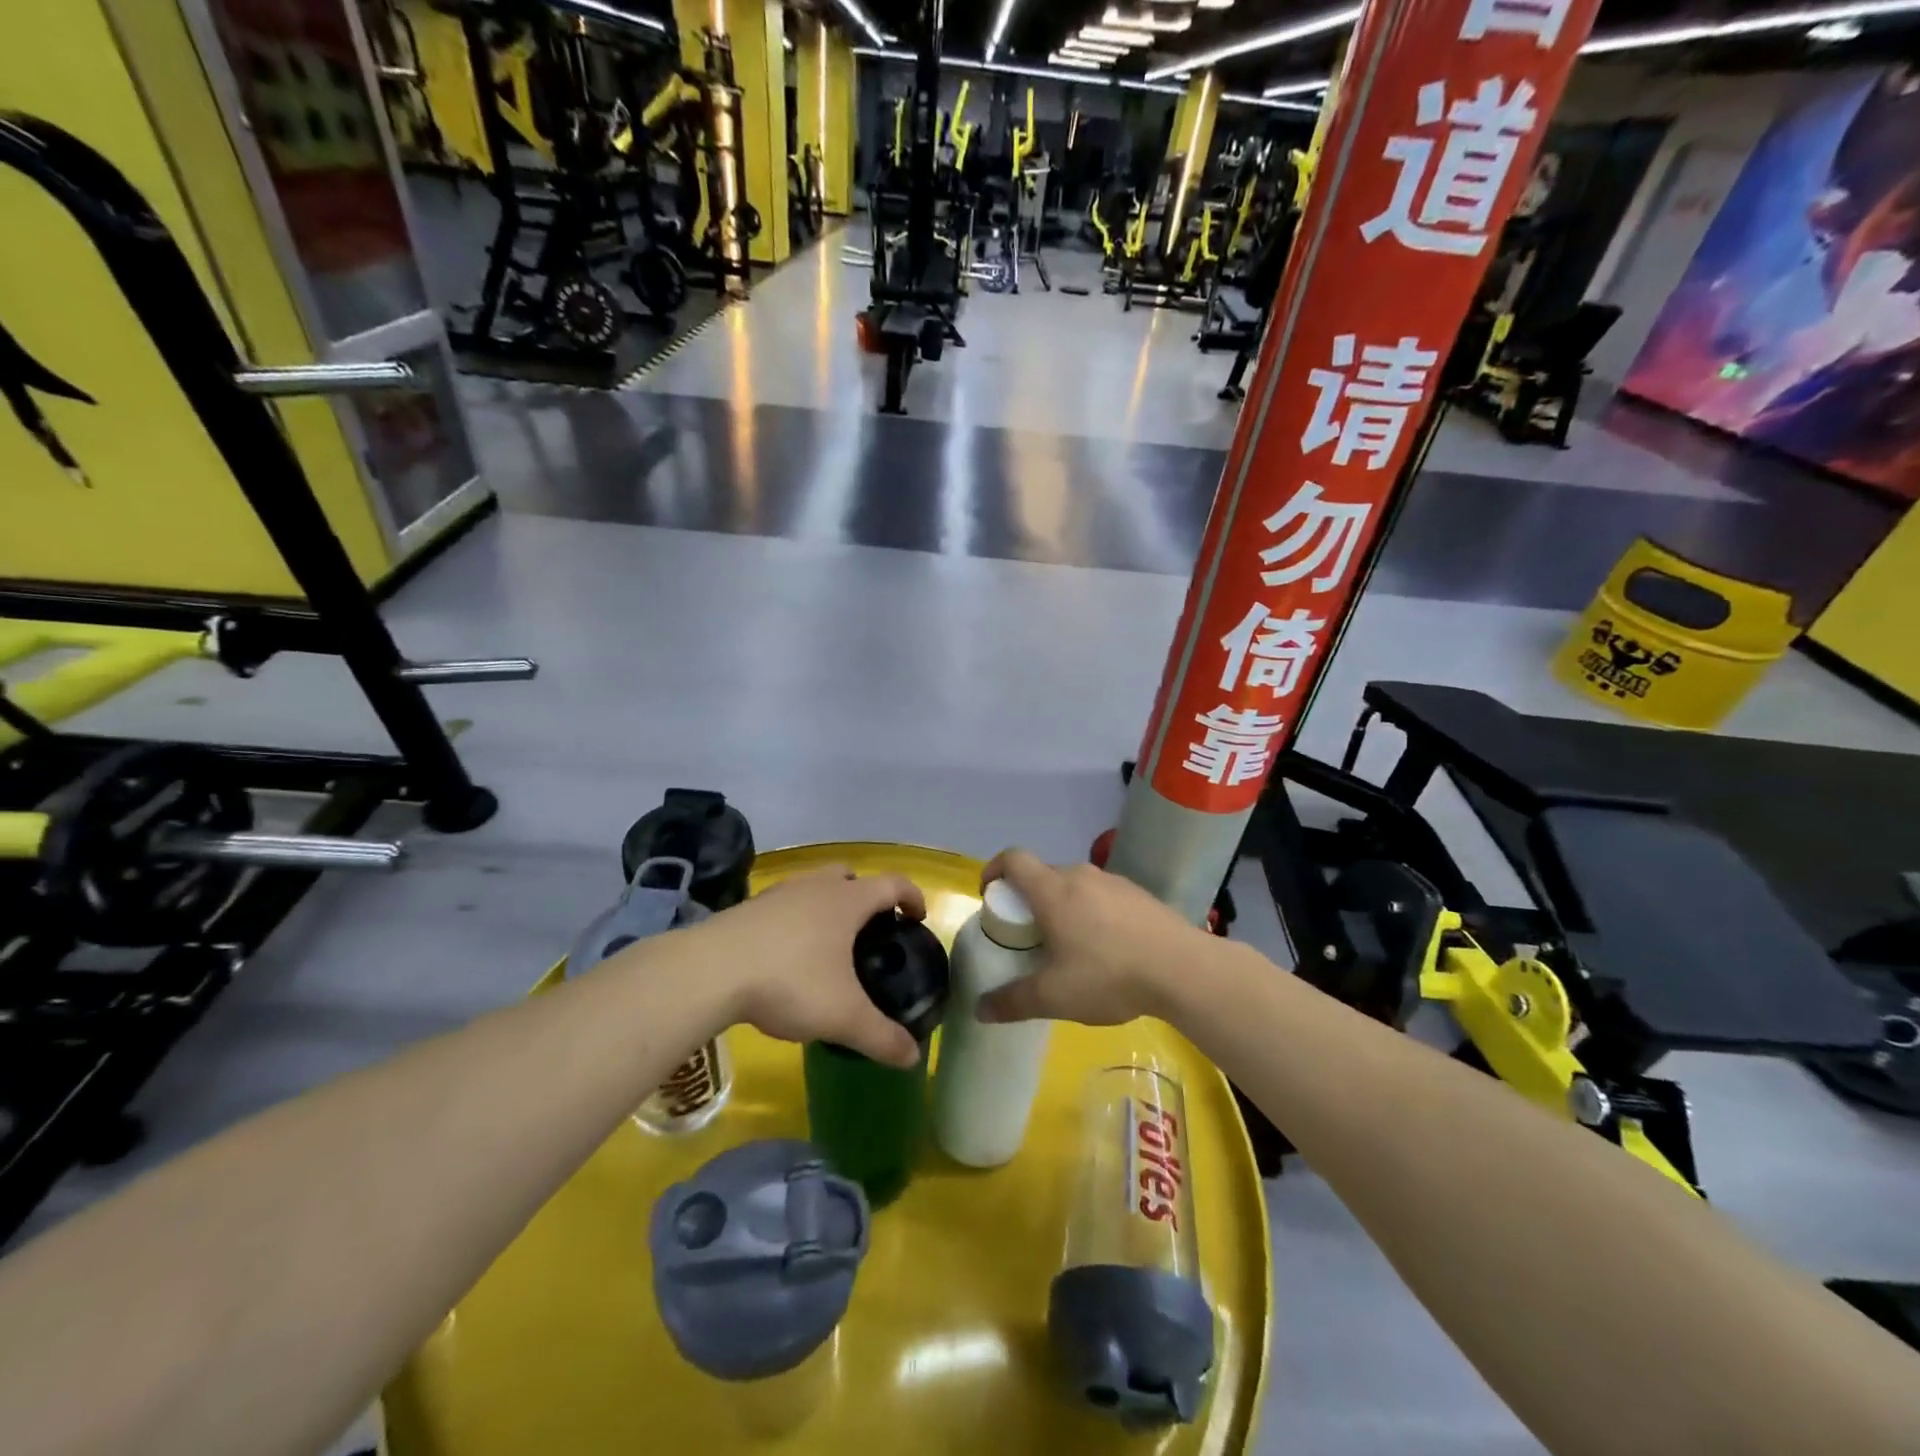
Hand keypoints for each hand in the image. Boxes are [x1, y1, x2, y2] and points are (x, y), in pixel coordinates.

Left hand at [687, 866, 925, 1066]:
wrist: (710, 970)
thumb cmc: (789, 981)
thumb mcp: (843, 1016)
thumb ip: (881, 1036)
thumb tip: (913, 1058)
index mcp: (847, 900)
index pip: (893, 883)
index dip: (912, 896)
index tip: (918, 917)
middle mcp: (816, 886)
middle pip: (851, 876)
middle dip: (866, 896)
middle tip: (871, 930)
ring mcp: (779, 893)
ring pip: (815, 887)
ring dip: (828, 905)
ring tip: (829, 944)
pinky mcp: (749, 908)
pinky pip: (785, 904)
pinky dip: (796, 920)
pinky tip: (788, 955)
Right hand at [975, 848, 1209, 1026]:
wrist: (1183, 969)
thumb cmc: (1108, 975)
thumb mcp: (1054, 997)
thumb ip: (1013, 1001)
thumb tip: (980, 1009)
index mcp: (1053, 891)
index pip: (1013, 859)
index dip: (994, 870)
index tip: (989, 895)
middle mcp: (1080, 876)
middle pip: (1043, 874)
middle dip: (1028, 899)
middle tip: (1026, 934)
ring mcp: (1113, 882)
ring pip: (1074, 885)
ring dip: (1062, 906)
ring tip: (1067, 945)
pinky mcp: (1139, 894)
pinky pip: (1102, 896)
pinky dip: (1091, 913)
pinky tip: (1106, 949)